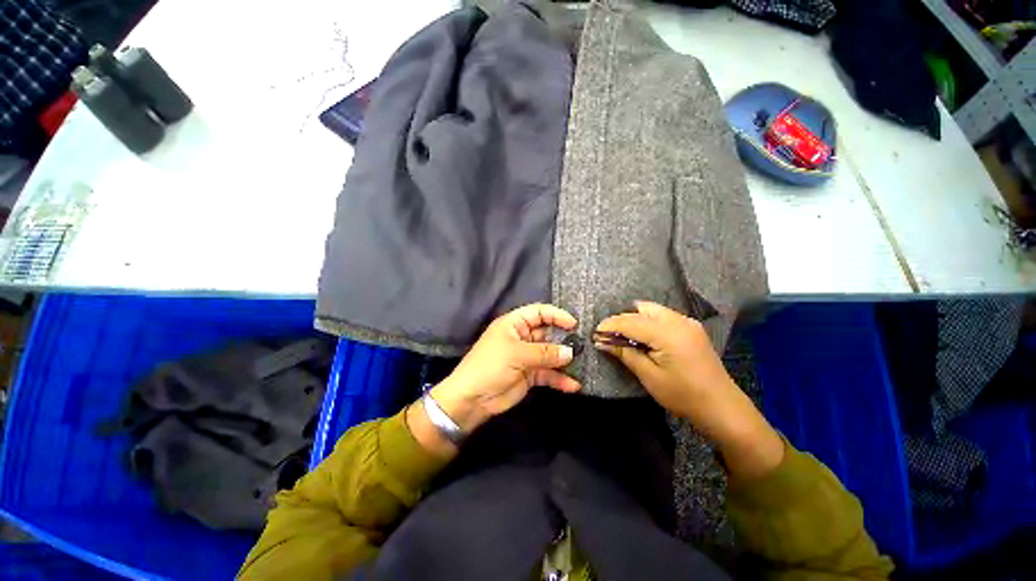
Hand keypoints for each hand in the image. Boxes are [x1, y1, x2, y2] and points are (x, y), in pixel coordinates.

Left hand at [416, 304, 579, 449]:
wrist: (472, 399)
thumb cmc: (491, 366)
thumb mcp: (517, 354)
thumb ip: (545, 352)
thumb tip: (570, 352)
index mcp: (514, 324)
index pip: (539, 312)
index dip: (556, 315)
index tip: (574, 324)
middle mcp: (522, 338)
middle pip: (547, 333)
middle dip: (564, 339)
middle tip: (583, 345)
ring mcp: (527, 357)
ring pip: (550, 354)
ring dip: (564, 360)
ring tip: (581, 364)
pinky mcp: (530, 375)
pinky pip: (548, 374)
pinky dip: (560, 379)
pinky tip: (573, 385)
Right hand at [595, 301, 782, 479]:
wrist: (722, 407)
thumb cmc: (683, 395)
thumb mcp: (650, 376)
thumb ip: (625, 354)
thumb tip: (602, 342)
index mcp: (668, 333)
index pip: (630, 321)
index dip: (610, 325)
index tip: (595, 333)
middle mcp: (678, 320)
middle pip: (641, 309)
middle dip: (622, 319)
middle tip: (608, 336)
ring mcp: (687, 322)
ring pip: (652, 310)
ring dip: (634, 319)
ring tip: (623, 336)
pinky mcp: (691, 328)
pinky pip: (662, 316)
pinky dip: (647, 321)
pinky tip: (642, 337)